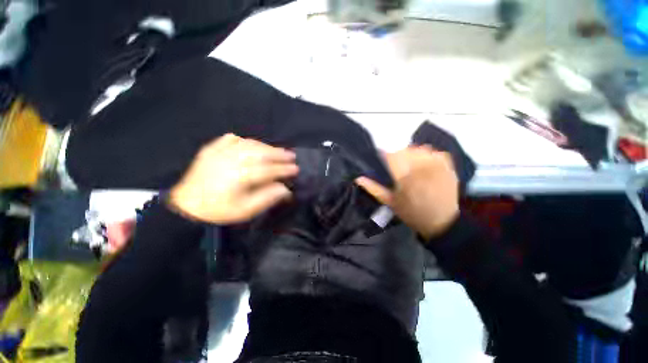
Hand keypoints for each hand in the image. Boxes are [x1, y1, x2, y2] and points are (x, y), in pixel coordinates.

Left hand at [168, 134, 297, 223]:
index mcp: (240, 177)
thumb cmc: (219, 211)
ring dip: (265, 146)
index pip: (268, 170)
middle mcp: (231, 160)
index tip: (296, 169)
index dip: (283, 169)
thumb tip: (285, 189)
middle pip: (260, 153)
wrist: (187, 207)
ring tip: (277, 149)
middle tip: (291, 155)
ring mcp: (219, 153)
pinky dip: (242, 140)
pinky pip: (229, 139)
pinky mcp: (210, 150)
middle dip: (278, 154)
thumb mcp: (246, 211)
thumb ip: (267, 198)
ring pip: (248, 144)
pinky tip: (249, 143)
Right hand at [356, 146, 459, 239]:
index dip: (384, 156)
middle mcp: (421, 169)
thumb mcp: (390, 202)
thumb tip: (358, 178)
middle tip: (396, 167)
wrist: (442, 223)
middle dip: (397, 156)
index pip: (391, 156)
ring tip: (411, 166)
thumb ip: (374, 188)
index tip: (382, 160)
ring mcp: (437, 166)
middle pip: (405, 151)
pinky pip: (435, 152)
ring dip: (412, 154)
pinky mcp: (448, 167)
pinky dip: (428, 155)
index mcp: (405, 178)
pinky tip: (425, 165)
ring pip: (419, 149)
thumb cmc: (411, 214)